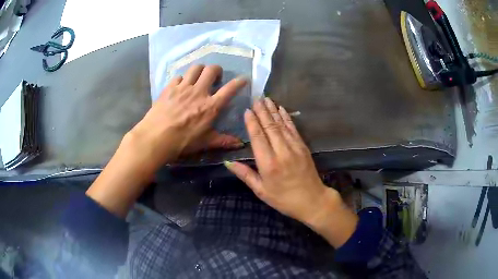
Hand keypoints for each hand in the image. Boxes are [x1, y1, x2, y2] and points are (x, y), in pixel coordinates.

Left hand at [86, 65, 246, 217]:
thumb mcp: (205, 142)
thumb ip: (223, 141)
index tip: (243, 79)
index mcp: (211, 106)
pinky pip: (179, 76)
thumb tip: (240, 144)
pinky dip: (183, 79)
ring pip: (195, 68)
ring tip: (199, 77)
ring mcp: (183, 87)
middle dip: (216, 70)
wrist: (155, 137)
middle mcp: (199, 92)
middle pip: (211, 70)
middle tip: (215, 77)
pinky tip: (180, 86)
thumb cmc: (182, 142)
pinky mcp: (169, 88)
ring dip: (200, 70)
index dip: (239, 82)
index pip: (230, 89)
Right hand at [224, 98, 357, 247]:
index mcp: (268, 164)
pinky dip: (286, 118)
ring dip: (273, 111)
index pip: (258, 137)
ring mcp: (295, 148)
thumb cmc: (284, 199)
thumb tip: (228, 162)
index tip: (247, 110)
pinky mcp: (303, 147)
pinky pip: (293, 129)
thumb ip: (245, 174)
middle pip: (270, 127)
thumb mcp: (261, 191)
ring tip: (266, 99)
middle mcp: (281, 152)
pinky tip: (281, 109)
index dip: (252, 122)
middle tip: (256, 98)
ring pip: (281, 125)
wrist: (312, 201)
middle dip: (262, 111)